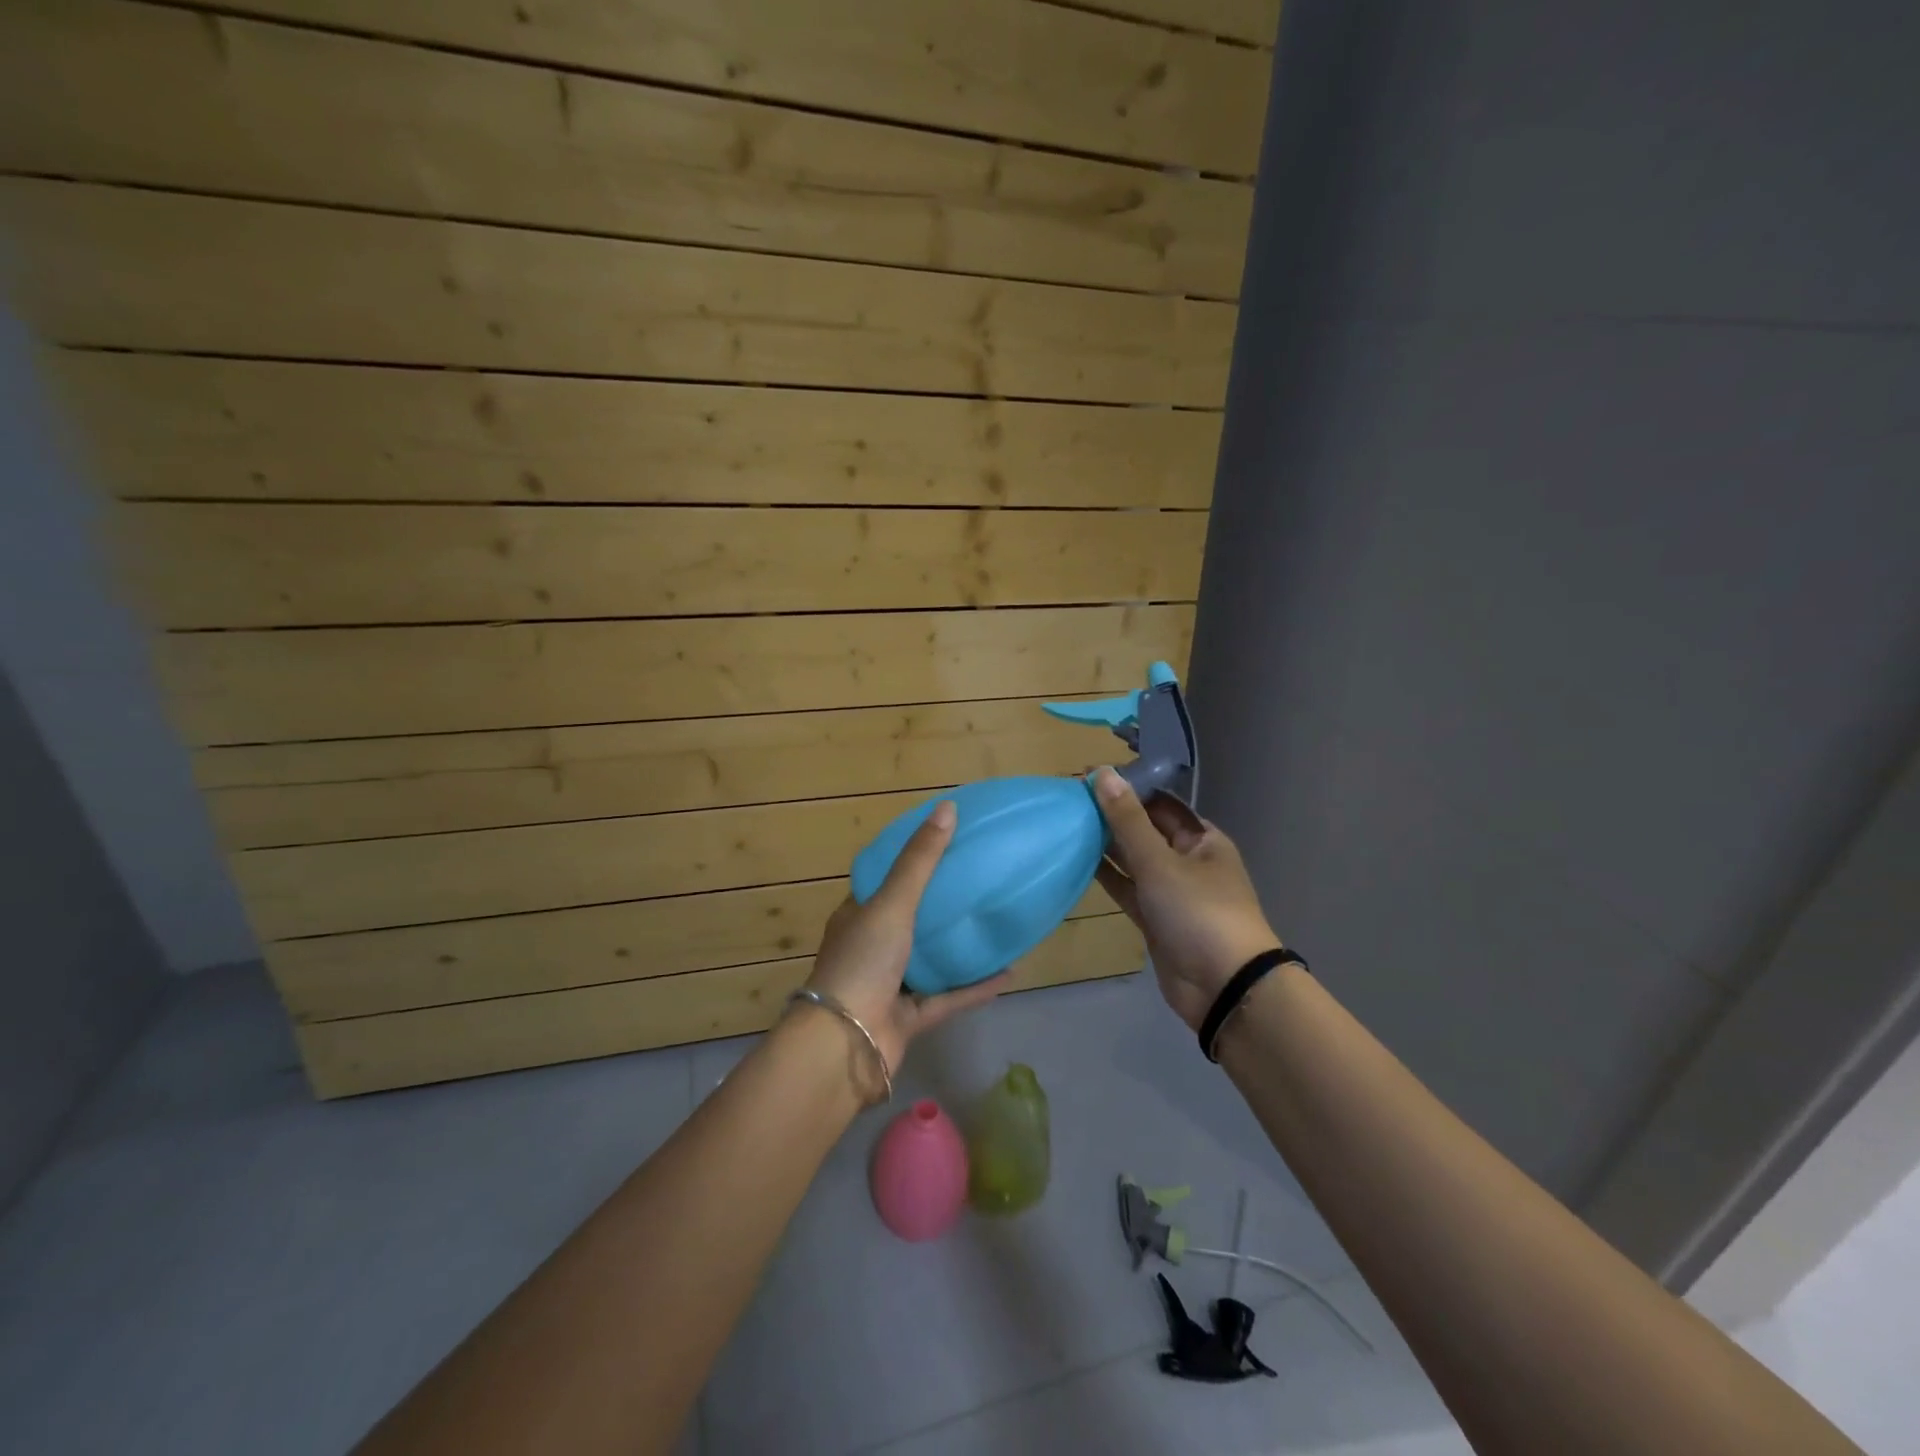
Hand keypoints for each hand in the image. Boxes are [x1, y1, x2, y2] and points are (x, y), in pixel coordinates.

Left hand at [802, 799, 1006, 1074]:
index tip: (945, 844)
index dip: (910, 862)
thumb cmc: (863, 961)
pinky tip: (1008, 971)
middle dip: (940, 903)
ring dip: (958, 946)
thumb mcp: (892, 902)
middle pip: (909, 919)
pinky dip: (975, 986)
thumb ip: (920, 860)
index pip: (883, 882)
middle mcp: (871, 948)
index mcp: (857, 916)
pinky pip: (948, 997)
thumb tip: (948, 807)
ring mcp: (890, 985)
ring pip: (930, 960)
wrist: (846, 1044)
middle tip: (979, 879)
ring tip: (993, 922)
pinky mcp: (910, 1018)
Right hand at [1091, 768, 1281, 1031]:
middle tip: (1069, 798)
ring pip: (1133, 860)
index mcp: (1202, 839)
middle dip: (1112, 815)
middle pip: (1145, 830)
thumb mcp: (1160, 862)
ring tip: (1067, 823)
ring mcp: (1171, 891)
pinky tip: (1078, 859)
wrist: (1223, 987)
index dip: (1127, 788)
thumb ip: (1128, 820)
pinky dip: (1107, 876)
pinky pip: (1128, 889)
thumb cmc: (1199, 912)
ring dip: (1106, 844)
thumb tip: (1103, 773)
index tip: (1088, 776)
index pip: (1159, 803)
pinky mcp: (1155, 919)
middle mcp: (1187, 860)